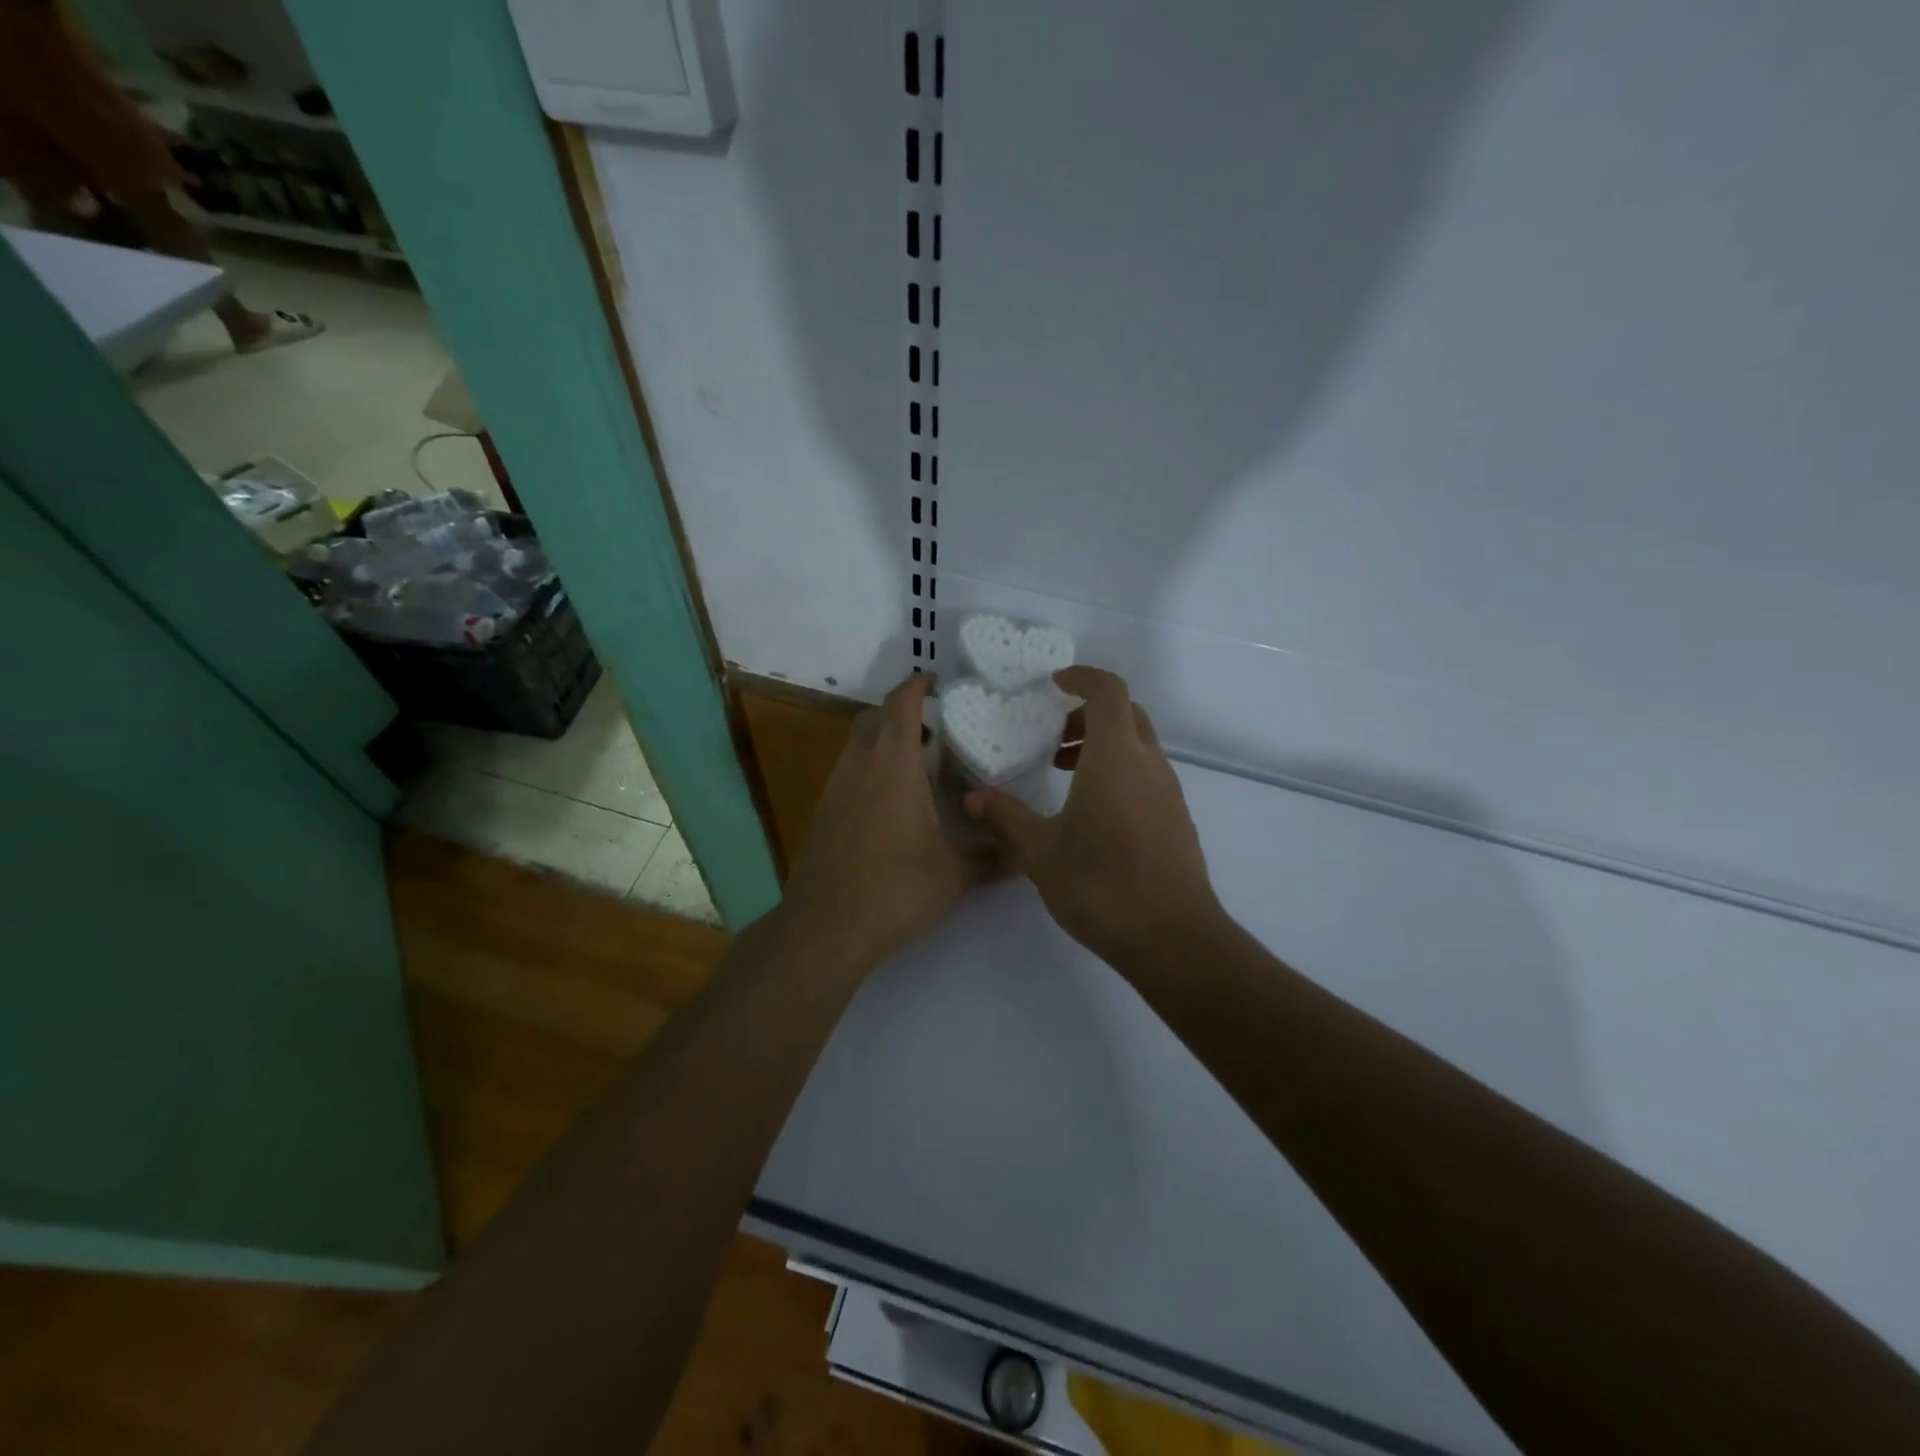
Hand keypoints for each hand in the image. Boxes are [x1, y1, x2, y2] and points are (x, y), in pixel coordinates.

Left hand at [780, 672, 998, 975]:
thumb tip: (1027, 855)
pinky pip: (847, 772)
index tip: (937, 681)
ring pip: (856, 745)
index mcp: (893, 766)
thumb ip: (994, 860)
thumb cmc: (894, 891)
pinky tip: (891, 803)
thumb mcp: (954, 876)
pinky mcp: (823, 814)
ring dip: (882, 741)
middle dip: (901, 713)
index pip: (901, 705)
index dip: (917, 685)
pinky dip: (869, 769)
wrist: (825, 929)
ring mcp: (835, 789)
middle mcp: (859, 767)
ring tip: (917, 765)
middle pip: (873, 718)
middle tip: (935, 729)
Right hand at [963, 667, 1222, 966]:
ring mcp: (1168, 790)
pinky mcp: (1177, 817)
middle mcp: (1148, 763)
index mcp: (1115, 756)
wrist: (1171, 937)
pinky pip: (1147, 773)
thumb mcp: (1040, 850)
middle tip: (1053, 737)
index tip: (1053, 685)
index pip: (1108, 690)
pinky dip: (1120, 769)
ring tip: (1065, 773)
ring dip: (1104, 744)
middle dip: (1089, 712)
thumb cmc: (1100, 884)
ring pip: (1139, 744)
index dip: (1082, 677)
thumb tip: (971, 798)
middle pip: (1126, 712)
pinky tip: (1094, 810)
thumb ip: (1006, 817)